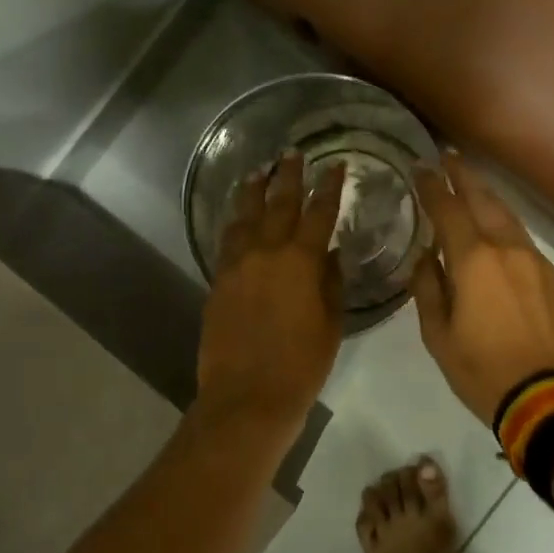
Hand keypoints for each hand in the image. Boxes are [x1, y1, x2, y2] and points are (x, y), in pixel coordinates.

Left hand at [197, 153, 347, 430]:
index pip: (319, 212)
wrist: (247, 397)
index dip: (329, 187)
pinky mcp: (218, 281)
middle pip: (279, 204)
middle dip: (288, 177)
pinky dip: (234, 222)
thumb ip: (331, 282)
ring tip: (258, 171)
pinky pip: (227, 241)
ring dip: (253, 191)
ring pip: (245, 216)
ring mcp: (237, 265)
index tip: (335, 166)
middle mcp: (267, 252)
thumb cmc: (302, 364)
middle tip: (292, 155)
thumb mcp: (331, 323)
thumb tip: (330, 253)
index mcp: (301, 261)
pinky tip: (237, 215)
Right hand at [411, 154, 553, 424]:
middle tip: (450, 157)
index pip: (448, 210)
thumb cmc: (484, 371)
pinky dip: (506, 228)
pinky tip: (499, 235)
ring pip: (509, 218)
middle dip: (465, 176)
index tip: (420, 168)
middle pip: (485, 200)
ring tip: (473, 188)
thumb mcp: (439, 336)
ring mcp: (538, 263)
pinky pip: (525, 242)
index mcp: (474, 261)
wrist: (552, 400)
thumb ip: (428, 290)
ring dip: (488, 198)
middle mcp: (508, 250)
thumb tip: (425, 258)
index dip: (432, 186)